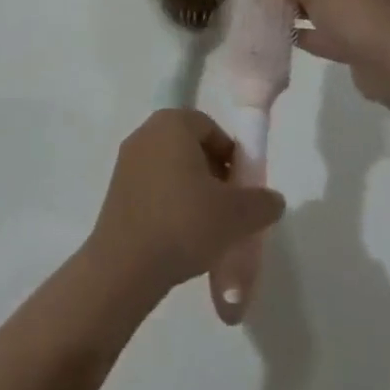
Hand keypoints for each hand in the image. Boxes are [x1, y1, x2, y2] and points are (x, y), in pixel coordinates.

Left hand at [86, 109, 285, 296]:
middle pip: (190, 146)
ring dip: (192, 189)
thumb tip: (273, 200)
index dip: (232, 156)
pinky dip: (169, 202)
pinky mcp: (116, 189)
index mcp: (172, 124)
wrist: (125, 265)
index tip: (241, 188)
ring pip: (171, 167)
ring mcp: (126, 160)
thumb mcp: (237, 215)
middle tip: (228, 207)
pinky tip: (180, 235)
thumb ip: (262, 203)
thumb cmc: (183, 223)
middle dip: (213, 173)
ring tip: (206, 226)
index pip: (211, 128)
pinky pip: (152, 186)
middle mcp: (146, 133)